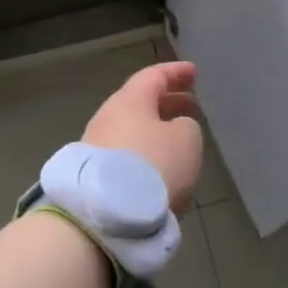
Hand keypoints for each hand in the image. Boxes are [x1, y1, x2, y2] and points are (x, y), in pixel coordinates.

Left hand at [84, 62, 205, 215]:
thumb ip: (186, 127)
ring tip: (179, 142)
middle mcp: (109, 117)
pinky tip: (159, 170)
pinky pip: (125, 155)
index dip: (176, 73)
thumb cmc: (152, 166)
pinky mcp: (94, 176)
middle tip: (191, 107)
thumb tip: (175, 129)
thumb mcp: (186, 140)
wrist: (104, 215)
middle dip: (167, 103)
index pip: (154, 76)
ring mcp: (96, 147)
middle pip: (141, 103)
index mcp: (130, 100)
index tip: (193, 72)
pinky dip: (145, 155)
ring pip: (132, 130)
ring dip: (156, 132)